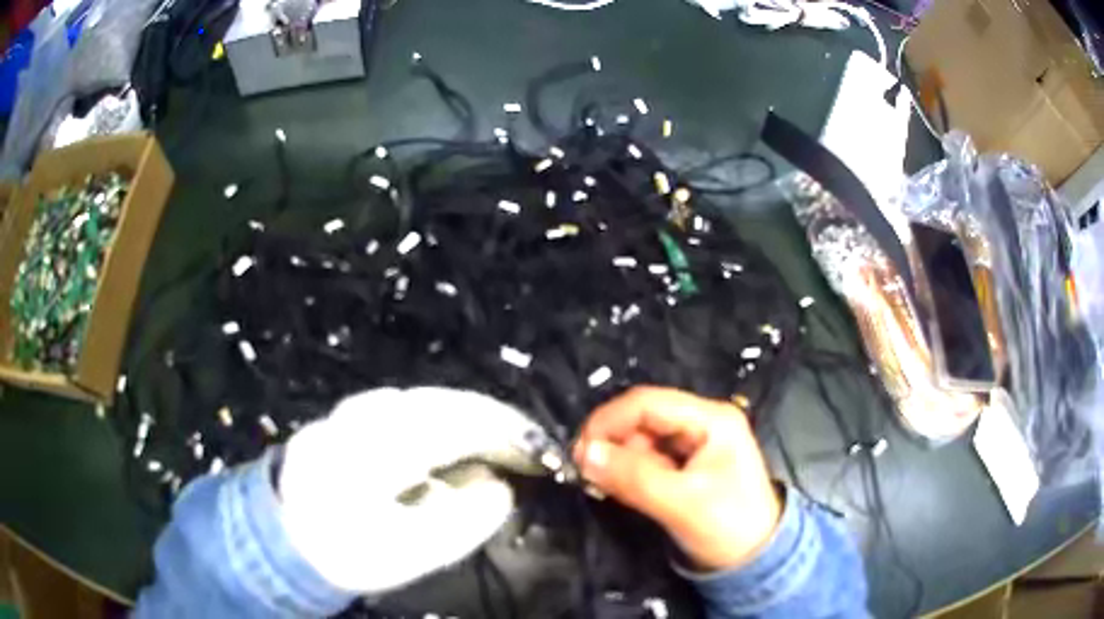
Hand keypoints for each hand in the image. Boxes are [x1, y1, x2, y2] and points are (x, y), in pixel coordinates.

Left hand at [278, 387, 543, 592]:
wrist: (280, 538)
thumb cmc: (344, 551)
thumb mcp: (405, 552)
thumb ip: (458, 521)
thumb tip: (499, 488)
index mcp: (378, 447)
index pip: (456, 424)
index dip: (504, 432)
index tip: (538, 449)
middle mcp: (367, 416)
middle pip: (444, 403)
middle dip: (492, 420)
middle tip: (525, 444)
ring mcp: (355, 411)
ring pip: (425, 401)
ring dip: (467, 417)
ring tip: (497, 441)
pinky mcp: (349, 418)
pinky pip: (407, 408)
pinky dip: (440, 419)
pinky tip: (450, 441)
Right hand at [573, 386, 780, 570]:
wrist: (755, 560)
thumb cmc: (729, 527)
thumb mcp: (681, 503)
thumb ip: (633, 477)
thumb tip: (584, 454)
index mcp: (712, 419)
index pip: (648, 403)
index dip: (608, 421)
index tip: (580, 452)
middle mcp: (703, 422)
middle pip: (643, 418)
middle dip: (613, 443)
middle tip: (589, 474)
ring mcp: (696, 443)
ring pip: (642, 439)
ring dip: (620, 460)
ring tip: (608, 486)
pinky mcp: (687, 465)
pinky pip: (648, 458)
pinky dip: (630, 471)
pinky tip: (621, 488)